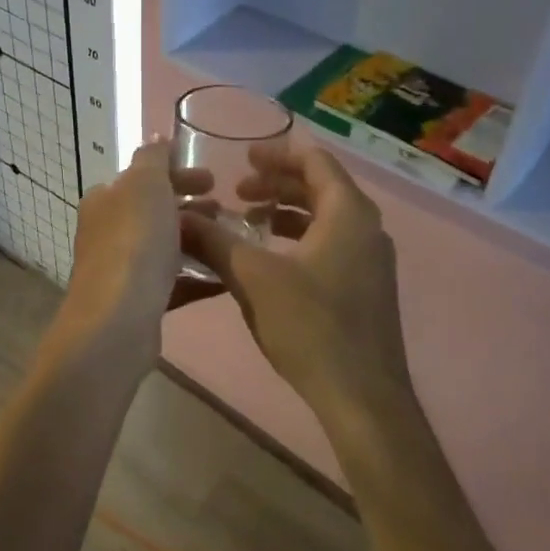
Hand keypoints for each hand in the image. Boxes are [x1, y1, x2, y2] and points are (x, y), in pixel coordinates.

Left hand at [55, 138, 220, 365]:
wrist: (118, 321)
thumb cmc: (134, 242)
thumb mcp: (145, 185)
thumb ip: (152, 158)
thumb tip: (157, 137)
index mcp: (105, 201)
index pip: (143, 178)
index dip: (178, 174)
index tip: (214, 181)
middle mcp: (108, 233)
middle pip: (155, 213)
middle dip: (191, 208)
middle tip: (226, 210)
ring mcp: (123, 270)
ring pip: (166, 248)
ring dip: (198, 240)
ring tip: (232, 240)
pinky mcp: (140, 303)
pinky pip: (175, 283)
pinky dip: (199, 276)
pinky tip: (227, 276)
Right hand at [180, 142, 415, 431]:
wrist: (362, 396)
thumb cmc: (311, 326)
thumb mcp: (254, 278)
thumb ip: (215, 241)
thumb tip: (178, 217)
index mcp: (348, 213)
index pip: (316, 161)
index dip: (278, 154)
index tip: (243, 156)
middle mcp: (367, 229)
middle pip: (322, 188)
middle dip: (278, 184)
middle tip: (237, 190)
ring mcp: (371, 262)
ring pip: (326, 219)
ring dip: (287, 213)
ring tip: (248, 221)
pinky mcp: (366, 289)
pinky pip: (331, 245)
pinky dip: (299, 239)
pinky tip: (270, 260)